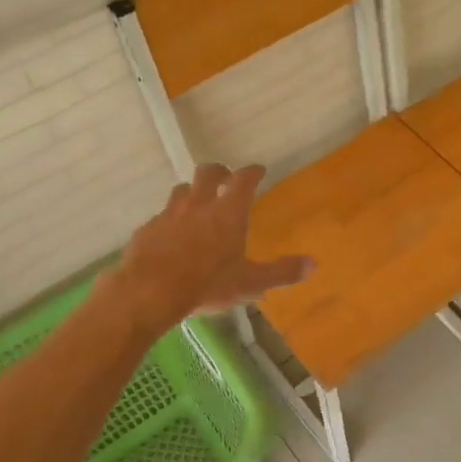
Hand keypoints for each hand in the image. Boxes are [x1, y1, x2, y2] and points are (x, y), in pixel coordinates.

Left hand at [111, 164, 311, 333]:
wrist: (149, 291)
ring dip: (192, 192)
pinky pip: (161, 217)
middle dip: (218, 171)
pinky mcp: (147, 229)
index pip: (243, 180)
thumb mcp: (251, 283)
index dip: (252, 172)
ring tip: (197, 202)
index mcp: (228, 213)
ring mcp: (169, 214)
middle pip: (207, 173)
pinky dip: (170, 220)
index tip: (258, 170)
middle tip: (225, 177)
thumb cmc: (207, 284)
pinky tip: (171, 234)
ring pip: (181, 191)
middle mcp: (199, 205)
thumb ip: (282, 272)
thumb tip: (313, 265)